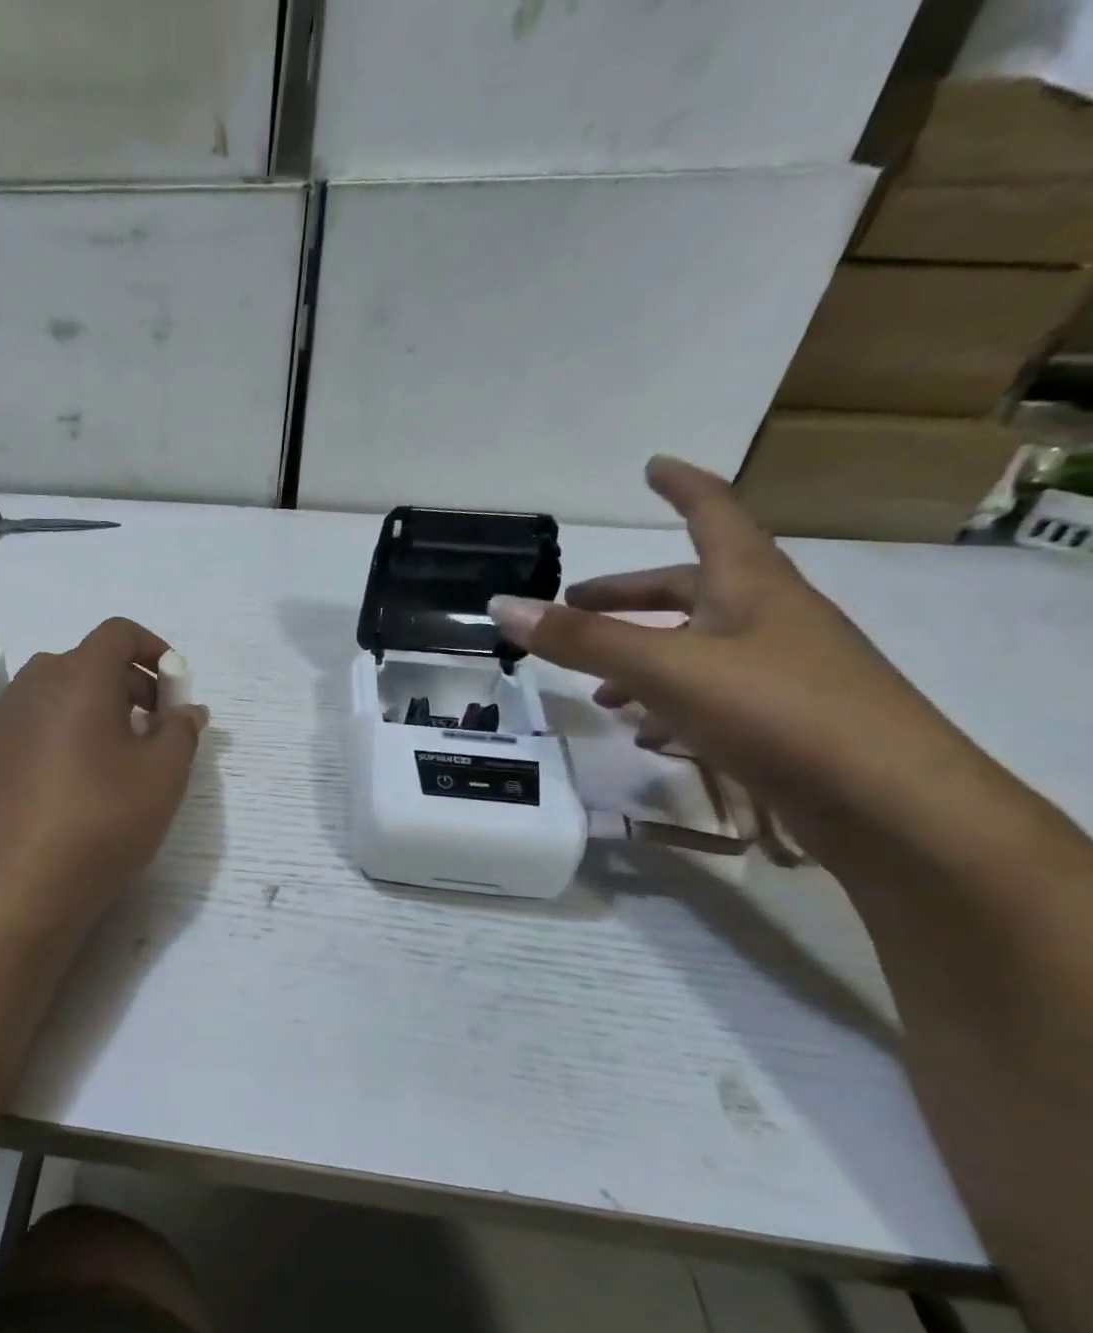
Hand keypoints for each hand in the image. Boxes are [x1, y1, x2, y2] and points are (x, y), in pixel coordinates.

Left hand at [0, 618, 208, 929]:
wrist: (22, 882)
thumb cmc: (103, 818)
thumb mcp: (164, 774)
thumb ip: (182, 729)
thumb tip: (187, 709)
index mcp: (78, 674)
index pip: (119, 633)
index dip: (154, 649)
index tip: (175, 688)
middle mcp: (35, 681)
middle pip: (90, 661)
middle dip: (130, 683)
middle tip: (155, 728)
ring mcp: (5, 715)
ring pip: (61, 691)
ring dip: (96, 706)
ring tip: (118, 755)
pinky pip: (36, 720)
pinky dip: (64, 728)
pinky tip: (76, 776)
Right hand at [486, 457, 989, 867]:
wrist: (892, 805)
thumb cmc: (778, 711)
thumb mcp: (665, 669)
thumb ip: (582, 640)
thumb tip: (501, 605)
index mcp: (750, 586)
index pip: (714, 515)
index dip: (682, 487)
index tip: (653, 466)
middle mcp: (767, 618)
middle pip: (689, 589)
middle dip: (628, 594)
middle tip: (573, 603)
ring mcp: (779, 671)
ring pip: (695, 646)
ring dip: (640, 655)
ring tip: (593, 687)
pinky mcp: (780, 721)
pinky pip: (709, 694)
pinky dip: (666, 702)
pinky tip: (643, 732)